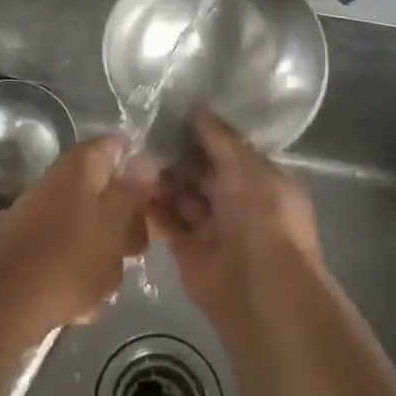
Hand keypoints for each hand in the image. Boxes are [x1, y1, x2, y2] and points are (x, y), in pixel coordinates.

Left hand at [0, 135, 149, 330]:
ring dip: (105, 260)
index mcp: (79, 165)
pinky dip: (80, 280)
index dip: (143, 168)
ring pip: (92, 232)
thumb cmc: (68, 258)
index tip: (159, 198)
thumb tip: (147, 162)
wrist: (1, 305)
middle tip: (134, 251)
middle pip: (107, 194)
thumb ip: (133, 191)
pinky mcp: (33, 251)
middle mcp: (59, 183)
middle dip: (125, 226)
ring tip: (103, 286)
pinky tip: (80, 306)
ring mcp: (42, 217)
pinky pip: (70, 260)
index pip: (118, 147)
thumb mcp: (114, 223)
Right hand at [147, 109, 321, 335]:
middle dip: (178, 156)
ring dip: (162, 178)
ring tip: (137, 159)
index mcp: (261, 181)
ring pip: (181, 195)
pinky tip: (133, 185)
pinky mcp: (187, 250)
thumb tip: (197, 107)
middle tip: (147, 135)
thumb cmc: (262, 216)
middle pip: (201, 172)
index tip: (174, 114)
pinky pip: (166, 221)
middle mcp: (238, 202)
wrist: (260, 288)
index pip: (229, 151)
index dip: (204, 134)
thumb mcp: (245, 166)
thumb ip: (219, 137)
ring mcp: (212, 227)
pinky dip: (152, 206)